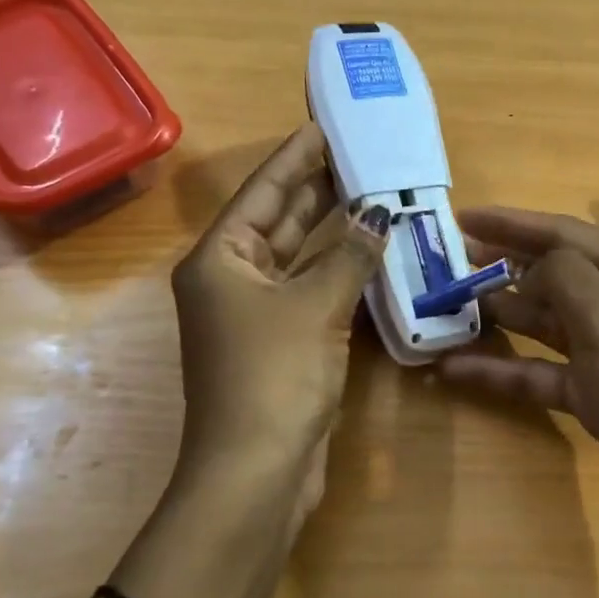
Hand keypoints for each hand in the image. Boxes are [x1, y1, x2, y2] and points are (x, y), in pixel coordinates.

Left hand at [169, 124, 389, 533]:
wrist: (256, 471)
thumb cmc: (274, 376)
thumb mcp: (314, 307)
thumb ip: (348, 255)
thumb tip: (378, 215)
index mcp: (220, 260)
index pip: (263, 192)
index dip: (296, 157)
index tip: (325, 126)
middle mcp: (232, 280)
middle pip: (278, 221)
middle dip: (318, 190)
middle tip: (362, 156)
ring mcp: (255, 316)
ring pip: (298, 259)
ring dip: (333, 232)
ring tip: (373, 194)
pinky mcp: (280, 345)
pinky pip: (312, 292)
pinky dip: (338, 274)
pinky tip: (370, 255)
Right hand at [439, 207, 598, 568]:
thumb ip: (564, 276)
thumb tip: (534, 262)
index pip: (571, 235)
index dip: (513, 224)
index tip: (462, 216)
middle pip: (558, 277)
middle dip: (503, 270)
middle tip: (448, 263)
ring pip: (549, 325)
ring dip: (501, 317)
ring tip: (446, 308)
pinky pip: (546, 372)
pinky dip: (507, 369)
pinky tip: (457, 368)